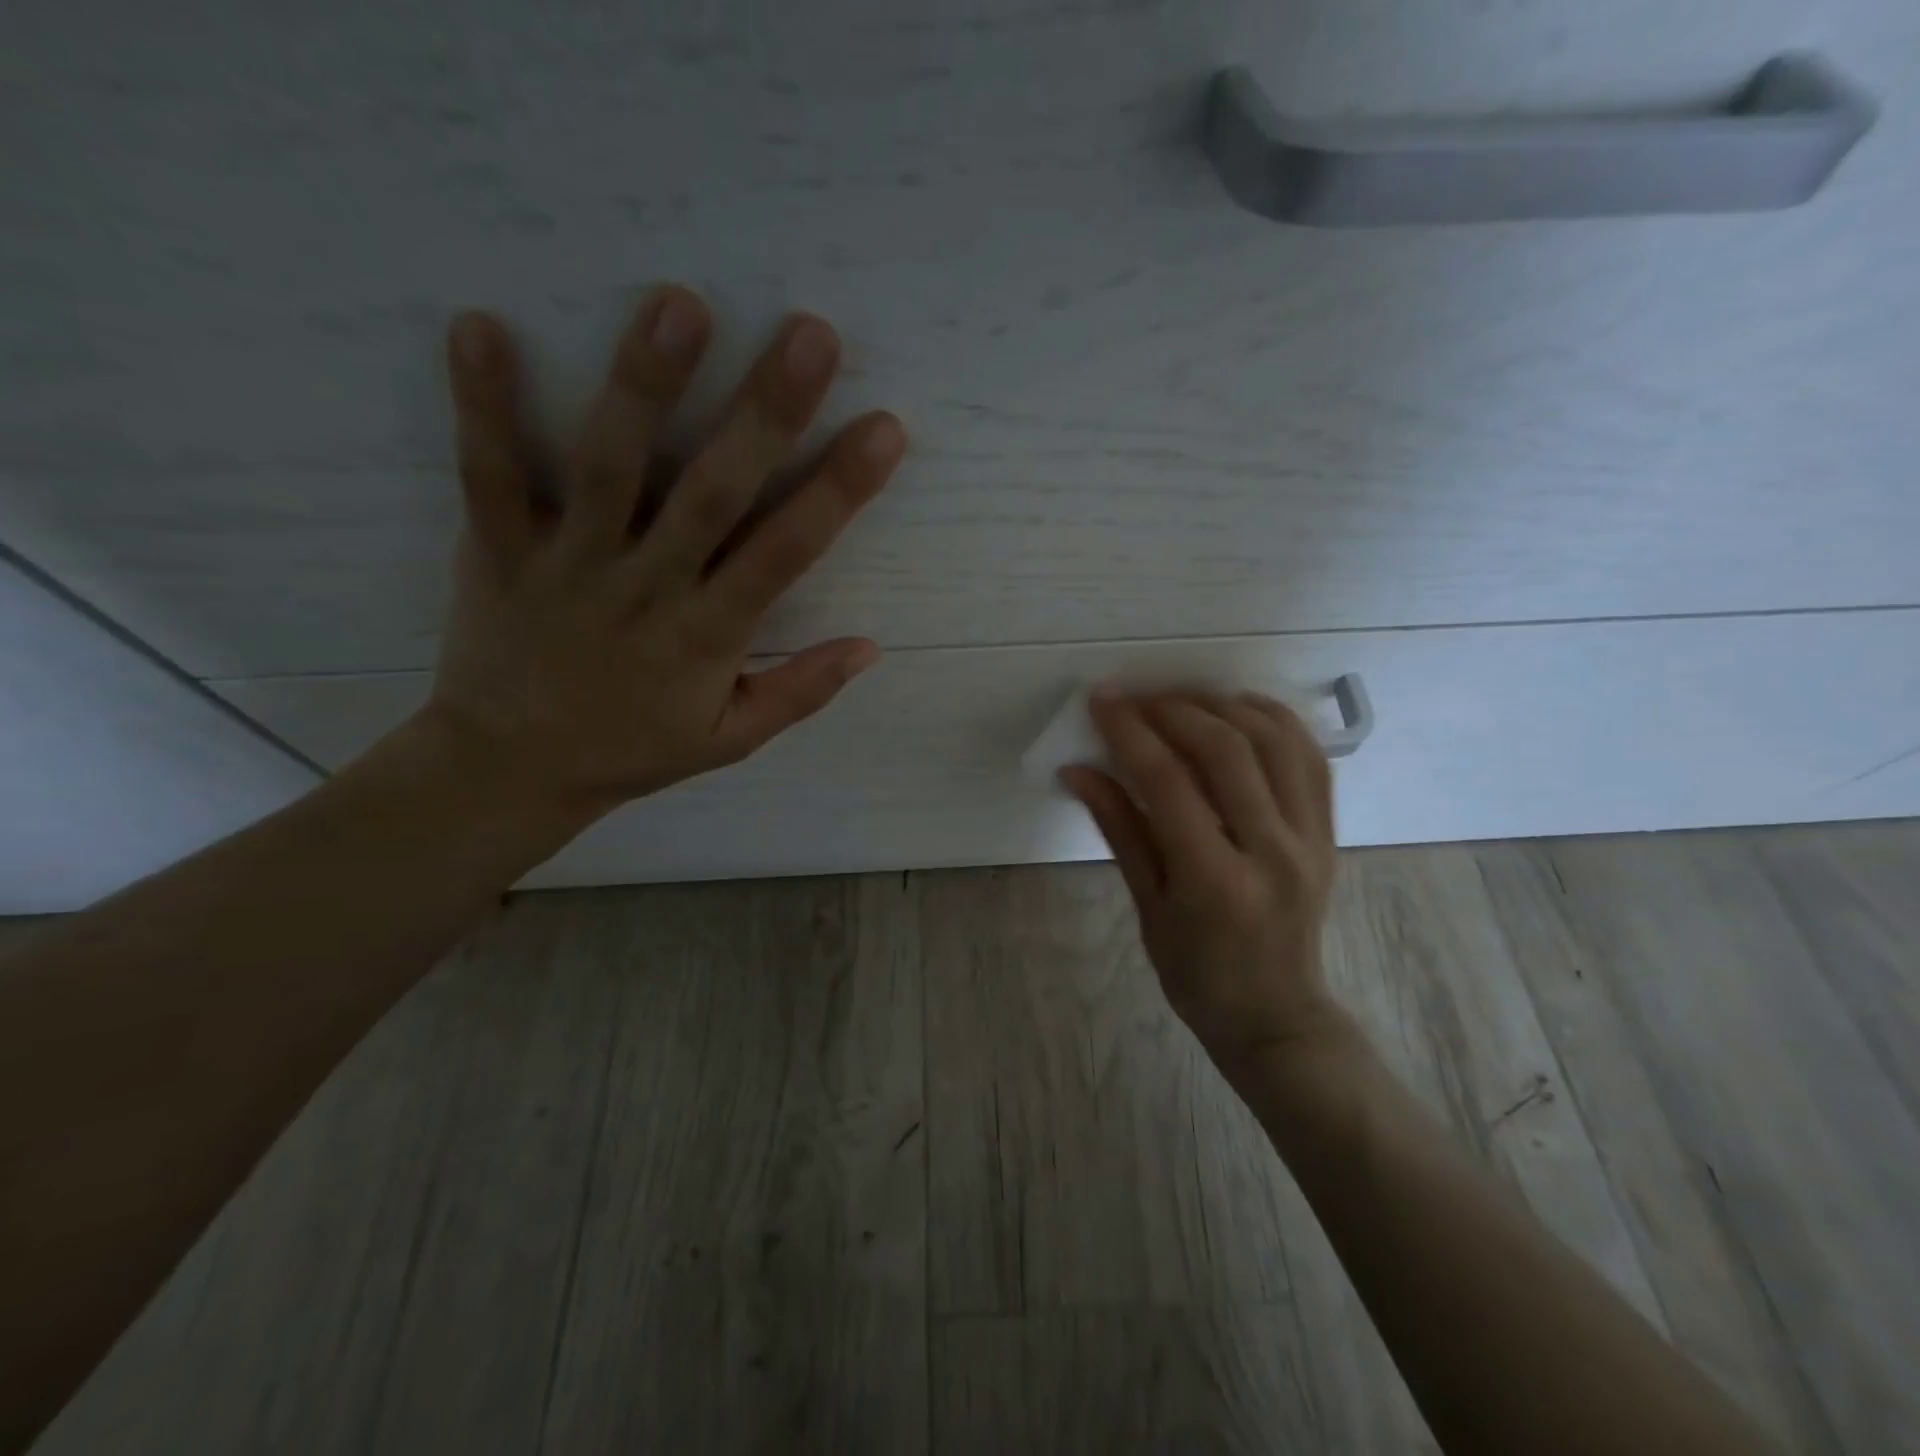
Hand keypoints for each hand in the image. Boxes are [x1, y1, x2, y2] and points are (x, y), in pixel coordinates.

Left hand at [421, 286, 905, 830]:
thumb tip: (870, 646)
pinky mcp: (498, 551)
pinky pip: (489, 476)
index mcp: (708, 635)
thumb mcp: (731, 740)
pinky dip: (484, 406)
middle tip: (810, 335)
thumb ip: (800, 692)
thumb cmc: (633, 749)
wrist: (511, 771)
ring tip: (680, 304)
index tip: (884, 430)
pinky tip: (481, 325)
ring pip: (612, 470)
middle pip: (713, 495)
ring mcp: (569, 565)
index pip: (785, 554)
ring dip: (645, 388)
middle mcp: (647, 589)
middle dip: (765, 415)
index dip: (839, 491)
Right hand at [1062, 691, 1346, 1076]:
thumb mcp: (1147, 907)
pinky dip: (1273, 720)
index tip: (1102, 701)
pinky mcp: (1328, 833)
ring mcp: (1310, 839)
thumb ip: (1119, 829)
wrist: (1276, 1015)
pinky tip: (1238, 709)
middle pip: (1225, 749)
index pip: (1169, 783)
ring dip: (1223, 706)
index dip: (1131, 732)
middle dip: (1173, 709)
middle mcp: (1272, 851)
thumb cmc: (1196, 974)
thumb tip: (1077, 770)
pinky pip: (1308, 757)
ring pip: (1274, 741)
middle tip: (1136, 697)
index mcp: (1215, 881)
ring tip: (1181, 699)